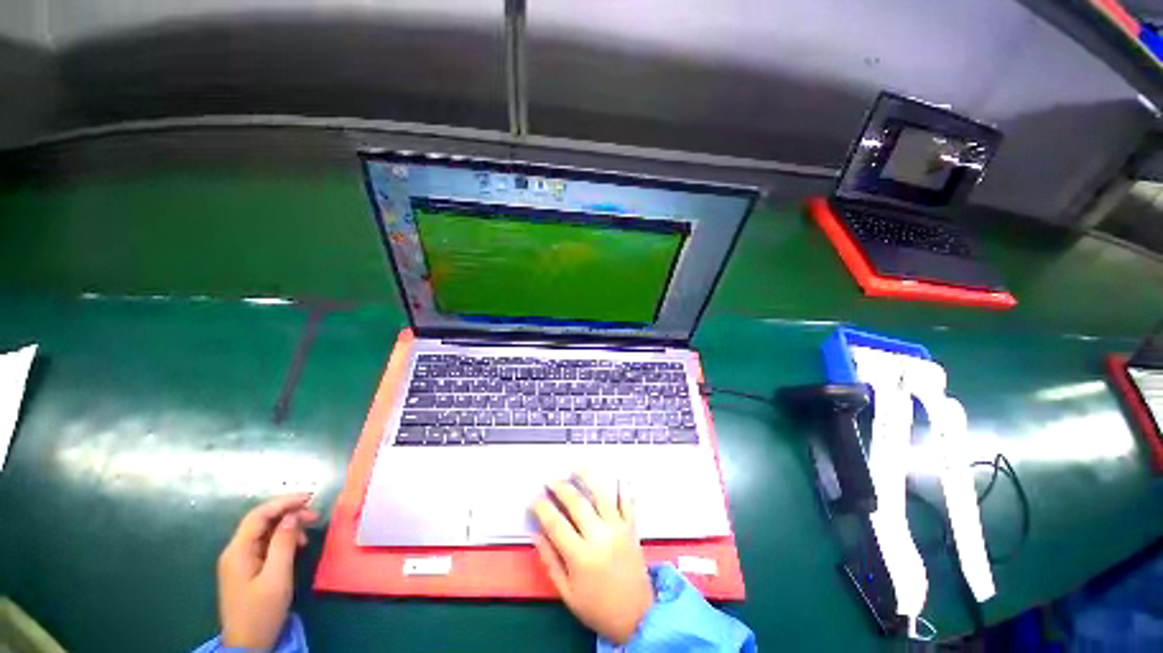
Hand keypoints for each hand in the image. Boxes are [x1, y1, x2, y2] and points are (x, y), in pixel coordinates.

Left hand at [217, 494, 317, 649]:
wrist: (247, 645)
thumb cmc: (262, 611)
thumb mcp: (277, 577)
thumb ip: (283, 544)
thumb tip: (292, 516)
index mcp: (238, 551)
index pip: (259, 515)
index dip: (284, 502)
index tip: (310, 498)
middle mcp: (235, 552)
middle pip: (261, 522)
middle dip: (288, 513)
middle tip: (315, 515)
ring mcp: (239, 562)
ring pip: (264, 533)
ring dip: (287, 527)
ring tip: (309, 531)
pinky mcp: (247, 570)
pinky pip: (265, 545)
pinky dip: (282, 540)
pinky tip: (297, 546)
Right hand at [532, 473, 653, 644]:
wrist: (637, 617)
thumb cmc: (597, 607)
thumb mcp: (567, 592)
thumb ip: (550, 561)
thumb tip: (536, 535)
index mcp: (581, 556)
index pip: (555, 524)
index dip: (542, 508)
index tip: (534, 499)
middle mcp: (599, 536)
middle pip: (577, 503)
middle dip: (561, 487)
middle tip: (551, 480)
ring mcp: (618, 528)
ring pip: (602, 494)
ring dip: (589, 477)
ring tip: (578, 465)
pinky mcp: (631, 527)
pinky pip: (627, 502)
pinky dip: (622, 487)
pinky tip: (615, 475)